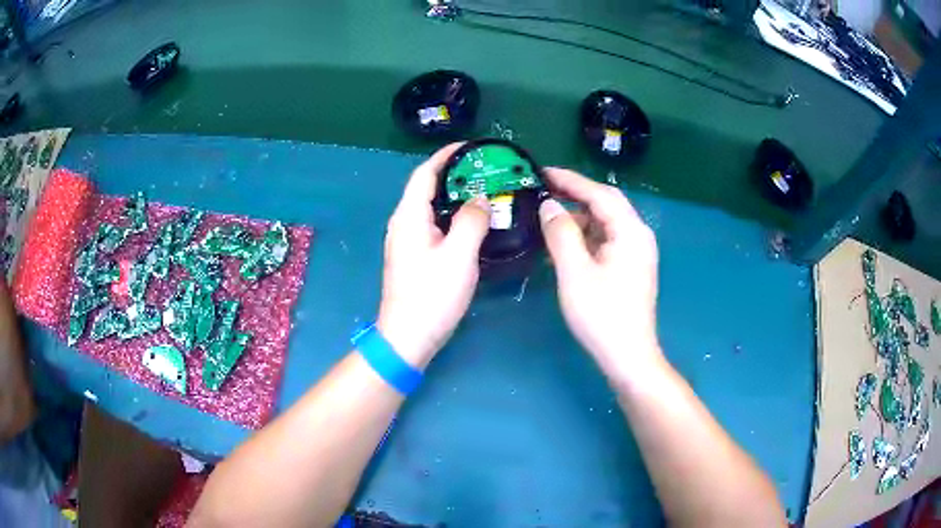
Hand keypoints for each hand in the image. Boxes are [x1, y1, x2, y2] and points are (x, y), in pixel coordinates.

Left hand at [377, 144, 491, 367]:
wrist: (408, 337)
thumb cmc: (431, 295)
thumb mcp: (458, 255)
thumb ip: (471, 220)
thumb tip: (481, 198)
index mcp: (409, 216)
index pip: (425, 174)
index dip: (445, 156)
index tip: (471, 147)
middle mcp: (404, 224)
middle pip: (428, 189)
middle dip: (455, 175)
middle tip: (487, 171)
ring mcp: (408, 242)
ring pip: (433, 209)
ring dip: (456, 197)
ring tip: (486, 192)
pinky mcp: (415, 258)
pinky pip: (436, 227)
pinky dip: (454, 218)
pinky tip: (474, 224)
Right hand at [538, 168, 660, 373]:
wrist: (628, 356)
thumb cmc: (602, 315)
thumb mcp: (574, 272)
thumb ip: (561, 233)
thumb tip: (549, 206)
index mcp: (630, 231)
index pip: (599, 194)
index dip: (570, 180)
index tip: (543, 171)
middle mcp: (638, 235)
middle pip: (605, 204)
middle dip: (575, 195)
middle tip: (543, 189)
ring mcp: (636, 252)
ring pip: (605, 223)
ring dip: (578, 218)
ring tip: (548, 220)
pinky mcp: (630, 267)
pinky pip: (606, 241)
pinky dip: (585, 237)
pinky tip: (564, 245)